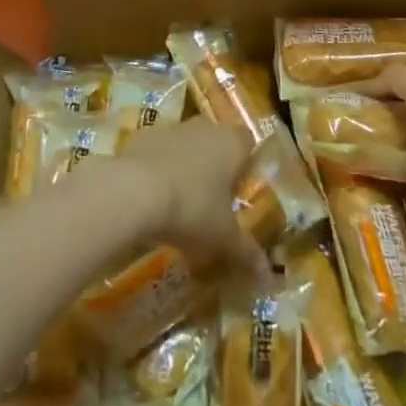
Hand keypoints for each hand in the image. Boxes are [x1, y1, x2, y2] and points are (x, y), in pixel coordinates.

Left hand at [110, 119, 254, 262]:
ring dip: (187, 165)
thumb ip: (247, 253)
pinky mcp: (146, 135)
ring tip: (183, 201)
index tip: (241, 190)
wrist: (136, 191)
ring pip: (188, 144)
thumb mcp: (223, 238)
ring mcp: (174, 128)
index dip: (246, 163)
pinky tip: (155, 197)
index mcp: (232, 142)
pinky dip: (161, 168)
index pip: (248, 143)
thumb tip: (269, 278)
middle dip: (216, 166)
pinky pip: (161, 151)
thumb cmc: (192, 208)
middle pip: (217, 141)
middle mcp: (206, 127)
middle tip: (214, 200)